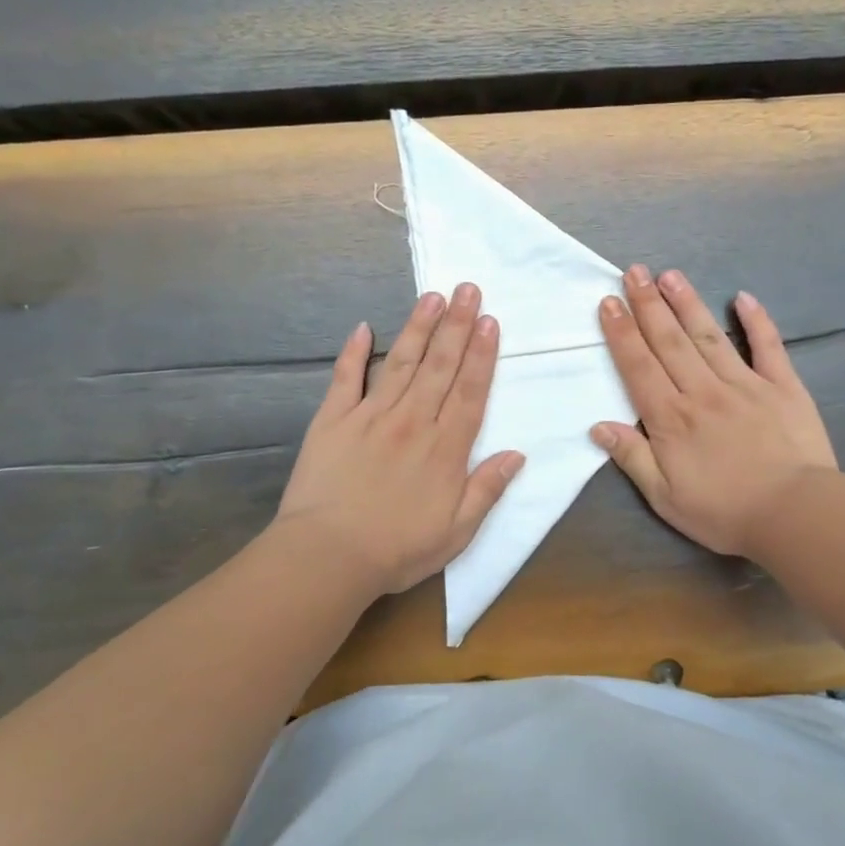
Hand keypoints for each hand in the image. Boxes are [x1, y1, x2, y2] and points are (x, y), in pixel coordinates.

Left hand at [276, 284, 523, 595]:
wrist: (328, 556)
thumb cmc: (398, 549)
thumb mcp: (457, 532)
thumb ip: (487, 489)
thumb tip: (516, 454)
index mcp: (444, 448)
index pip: (469, 391)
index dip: (482, 355)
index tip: (490, 321)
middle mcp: (412, 422)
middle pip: (439, 366)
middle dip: (457, 325)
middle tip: (468, 289)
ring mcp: (370, 416)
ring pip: (401, 363)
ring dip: (418, 328)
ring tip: (432, 296)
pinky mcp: (332, 421)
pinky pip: (346, 379)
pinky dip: (354, 352)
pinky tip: (363, 327)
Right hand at [591, 266, 836, 555]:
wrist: (795, 515)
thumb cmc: (725, 512)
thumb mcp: (665, 498)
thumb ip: (632, 458)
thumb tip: (598, 426)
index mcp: (672, 418)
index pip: (639, 366)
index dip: (621, 333)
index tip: (609, 301)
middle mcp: (703, 391)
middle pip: (669, 341)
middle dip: (648, 304)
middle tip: (634, 271)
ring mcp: (745, 384)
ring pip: (709, 336)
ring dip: (687, 303)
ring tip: (670, 275)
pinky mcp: (783, 386)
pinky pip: (768, 346)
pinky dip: (756, 320)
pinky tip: (742, 297)